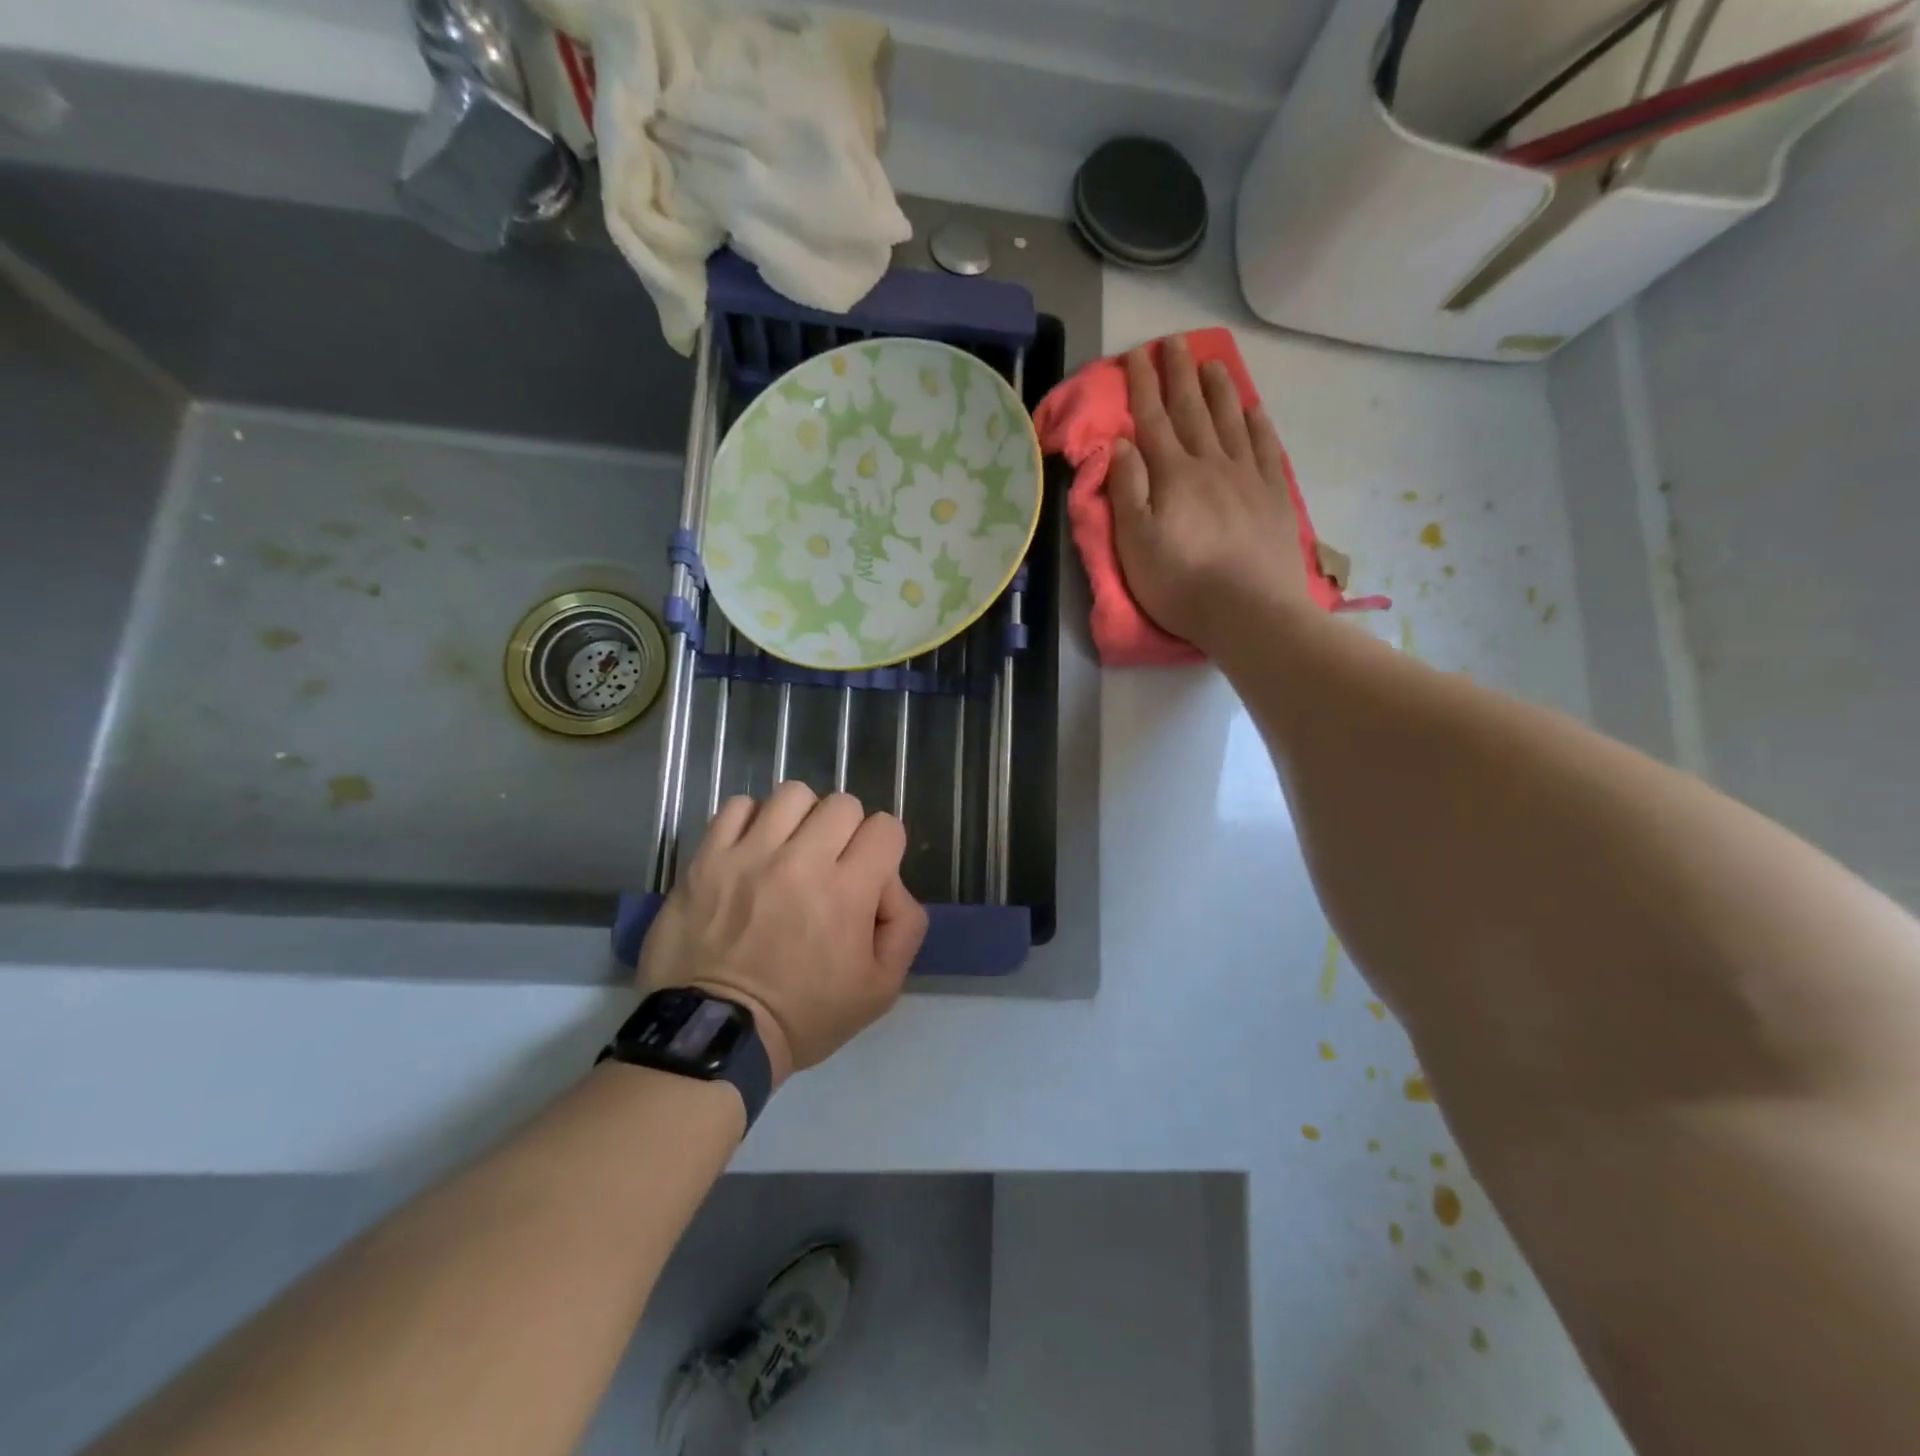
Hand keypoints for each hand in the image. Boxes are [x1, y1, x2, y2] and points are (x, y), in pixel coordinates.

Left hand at [638, 782, 928, 1086]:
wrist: (716, 1032)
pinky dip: (752, 820)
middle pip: (842, 803)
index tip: (868, 876)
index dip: (884, 849)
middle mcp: (801, 862)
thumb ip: (905, 927)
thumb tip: (891, 883)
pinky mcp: (707, 858)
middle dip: (847, 831)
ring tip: (790, 851)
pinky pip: (738, 806)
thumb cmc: (804, 1015)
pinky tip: (753, 849)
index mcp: (847, 893)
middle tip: (831, 866)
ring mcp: (749, 855)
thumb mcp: (880, 989)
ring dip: (801, 819)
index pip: (885, 827)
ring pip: (793, 794)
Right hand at [1109, 337, 1312, 651]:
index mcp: (1173, 475)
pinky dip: (1258, 423)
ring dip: (1219, 389)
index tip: (1137, 354)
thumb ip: (1128, 490)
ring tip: (1212, 362)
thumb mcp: (1135, 544)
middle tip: (1175, 341)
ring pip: (1231, 420)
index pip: (1153, 420)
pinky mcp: (1274, 496)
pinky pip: (1265, 447)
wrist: (1249, 612)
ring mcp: (1248, 477)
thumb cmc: (1181, 583)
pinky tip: (1254, 408)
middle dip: (1180, 374)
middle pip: (1192, 410)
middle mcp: (1211, 463)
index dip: (1143, 386)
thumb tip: (1121, 443)